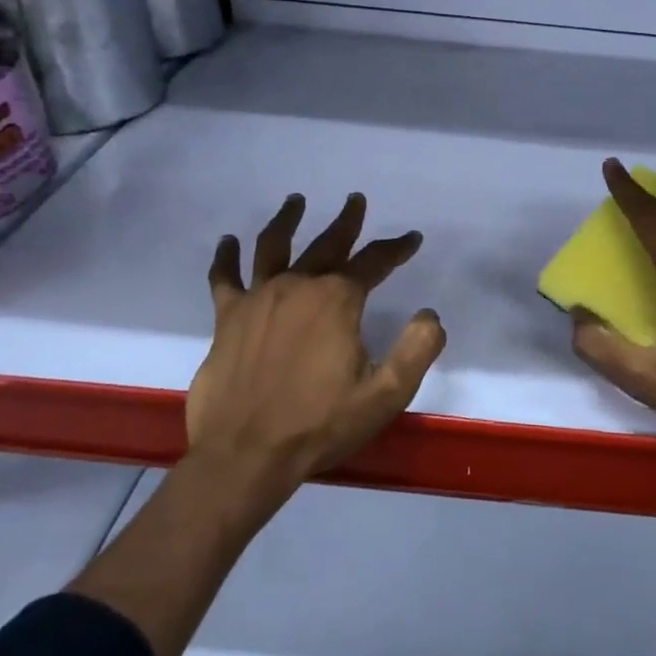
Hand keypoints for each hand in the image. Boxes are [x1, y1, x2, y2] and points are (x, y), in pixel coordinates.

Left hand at [186, 193, 445, 481]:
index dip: (396, 248)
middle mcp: (299, 286)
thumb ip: (417, 349)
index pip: (374, 262)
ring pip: (274, 246)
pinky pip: (225, 278)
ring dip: (288, 220)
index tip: (411, 238)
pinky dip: (226, 257)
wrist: (247, 455)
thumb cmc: (321, 424)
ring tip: (296, 200)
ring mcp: (259, 299)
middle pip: (328, 244)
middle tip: (355, 200)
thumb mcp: (386, 394)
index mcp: (337, 300)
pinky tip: (228, 242)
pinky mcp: (228, 318)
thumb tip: (430, 315)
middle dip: (347, 221)